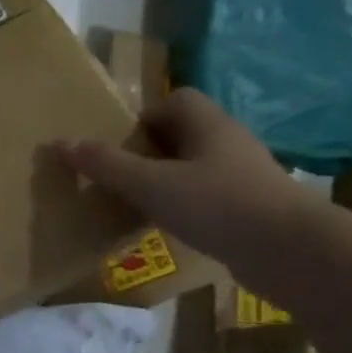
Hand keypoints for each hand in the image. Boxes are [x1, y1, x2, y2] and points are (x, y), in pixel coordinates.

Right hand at [56, 88, 320, 281]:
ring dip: (165, 181)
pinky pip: (207, 195)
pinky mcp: (250, 206)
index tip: (118, 147)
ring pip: (194, 167)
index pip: (175, 101)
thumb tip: (60, 143)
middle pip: (182, 134)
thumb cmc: (217, 205)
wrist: (290, 251)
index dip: (143, 118)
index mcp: (208, 124)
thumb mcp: (150, 184)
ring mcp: (243, 175)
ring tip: (137, 204)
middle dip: (148, 152)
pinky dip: (185, 206)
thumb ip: (106, 165)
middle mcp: (228, 142)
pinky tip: (169, 227)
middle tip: (118, 177)